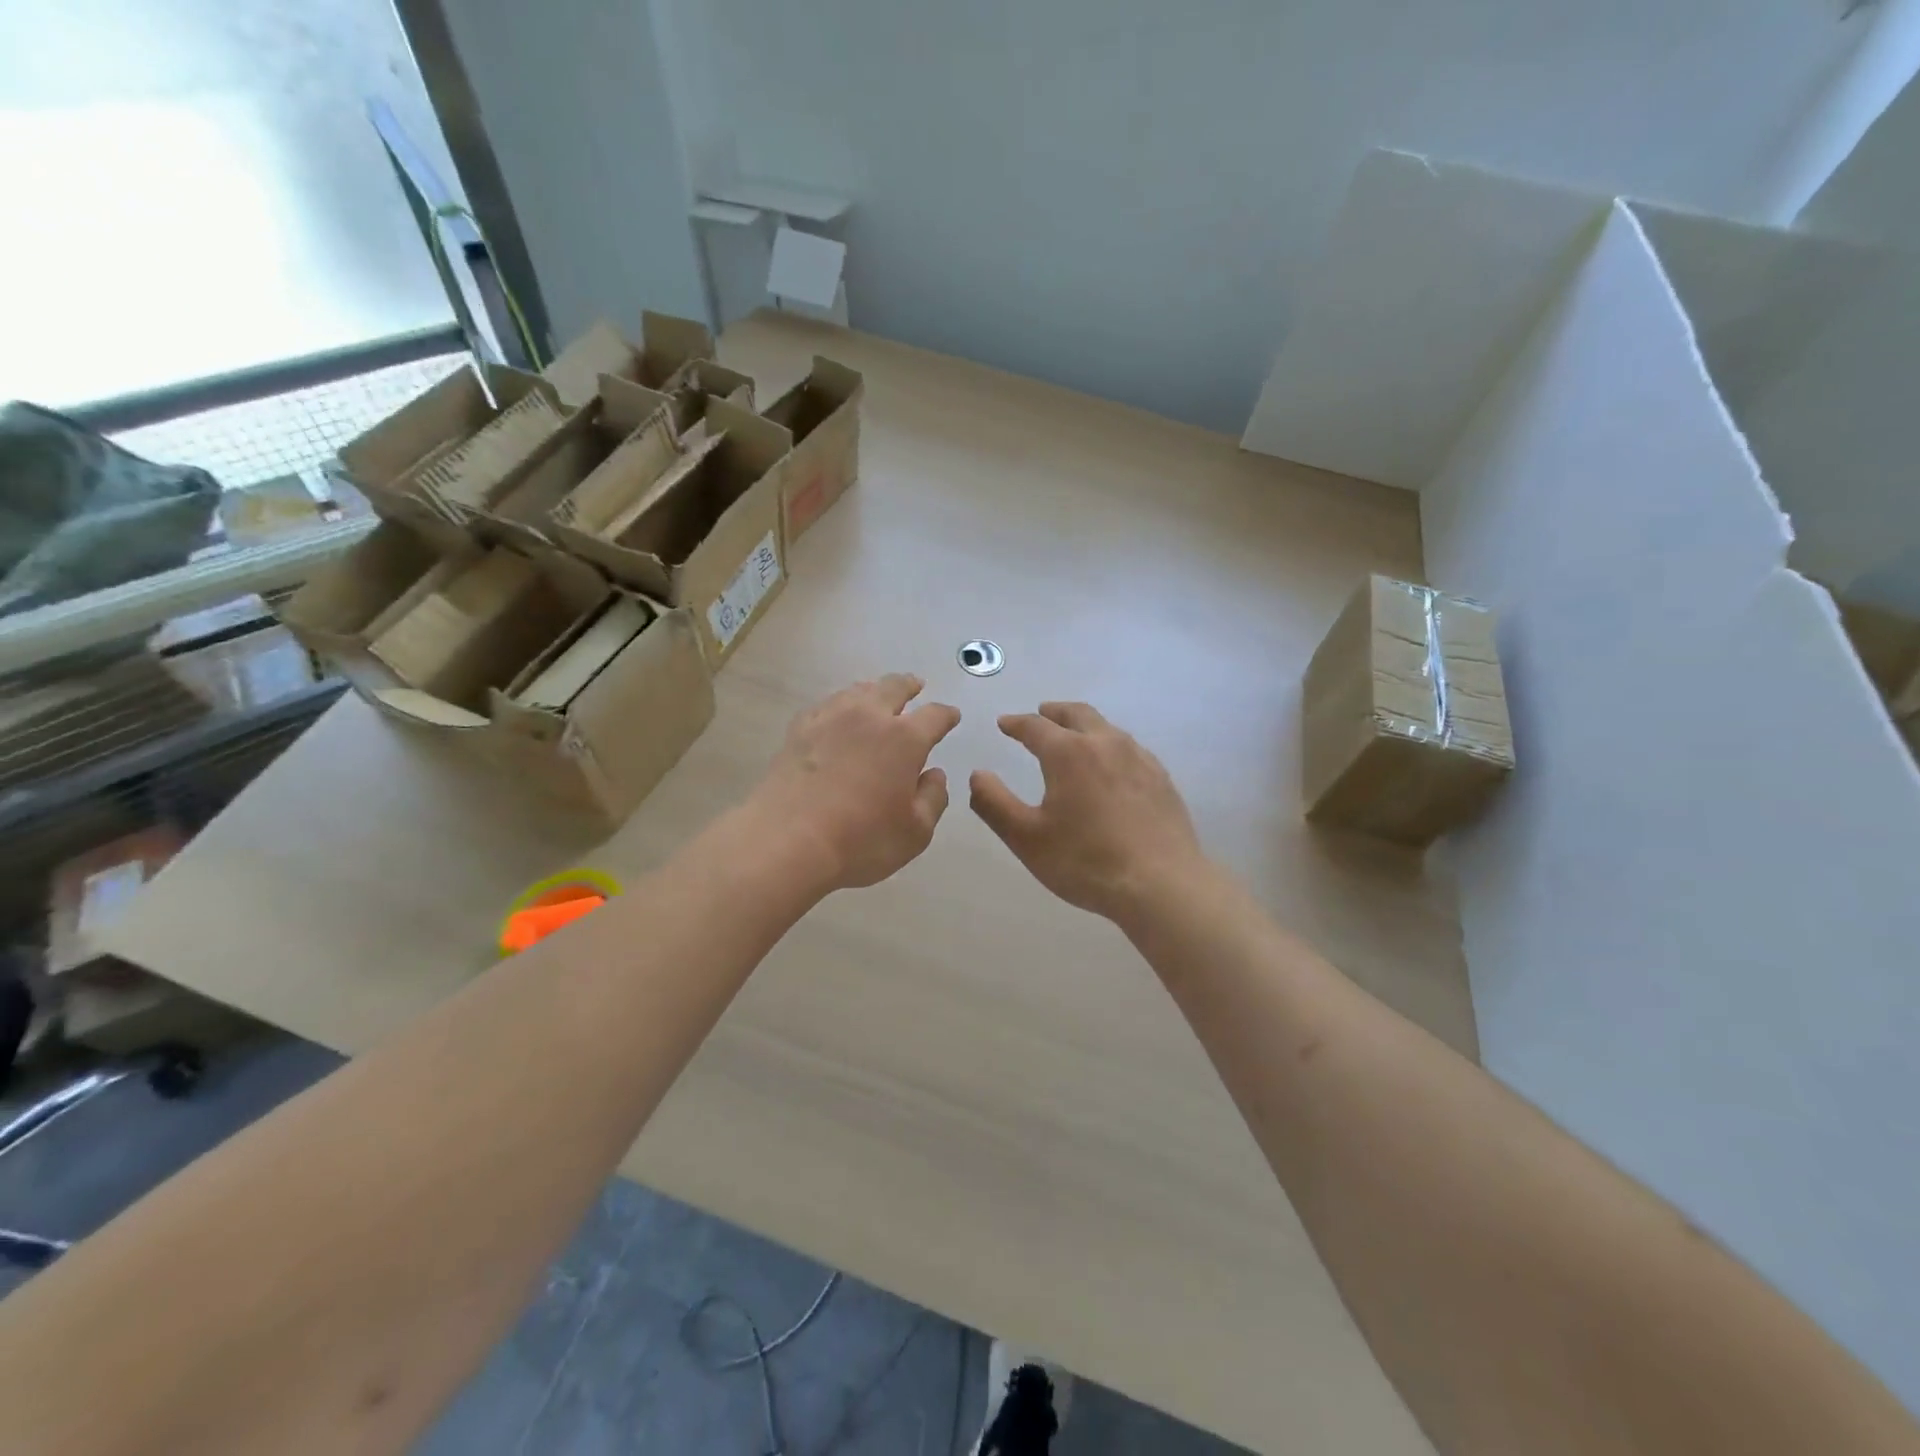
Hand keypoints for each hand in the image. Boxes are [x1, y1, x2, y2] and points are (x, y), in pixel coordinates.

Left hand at [750, 674, 960, 892]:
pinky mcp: (798, 730)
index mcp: (905, 739)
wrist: (787, 841)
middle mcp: (869, 717)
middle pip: (893, 687)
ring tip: (877, 695)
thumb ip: (933, 798)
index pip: (934, 716)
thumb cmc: (861, 840)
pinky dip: (839, 705)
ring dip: (873, 690)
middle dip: (909, 685)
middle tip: (915, 685)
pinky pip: (826, 706)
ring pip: (857, 691)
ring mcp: (829, 719)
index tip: (951, 716)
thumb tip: (934, 774)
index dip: (946, 715)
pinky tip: (836, 715)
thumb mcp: (915, 831)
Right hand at [969, 702, 1207, 920]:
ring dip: (1084, 725)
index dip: (1016, 723)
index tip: (1004, 724)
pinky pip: (1130, 748)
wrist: (1161, 885)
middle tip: (1041, 714)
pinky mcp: (1161, 778)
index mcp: (1068, 753)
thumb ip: (994, 803)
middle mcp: (1105, 743)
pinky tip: (1111, 766)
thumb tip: (977, 775)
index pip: (1035, 726)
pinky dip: (1110, 745)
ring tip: (1074, 737)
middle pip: (1077, 714)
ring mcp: (1139, 758)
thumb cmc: (1085, 862)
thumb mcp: (1026, 838)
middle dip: (1054, 712)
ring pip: (1107, 728)